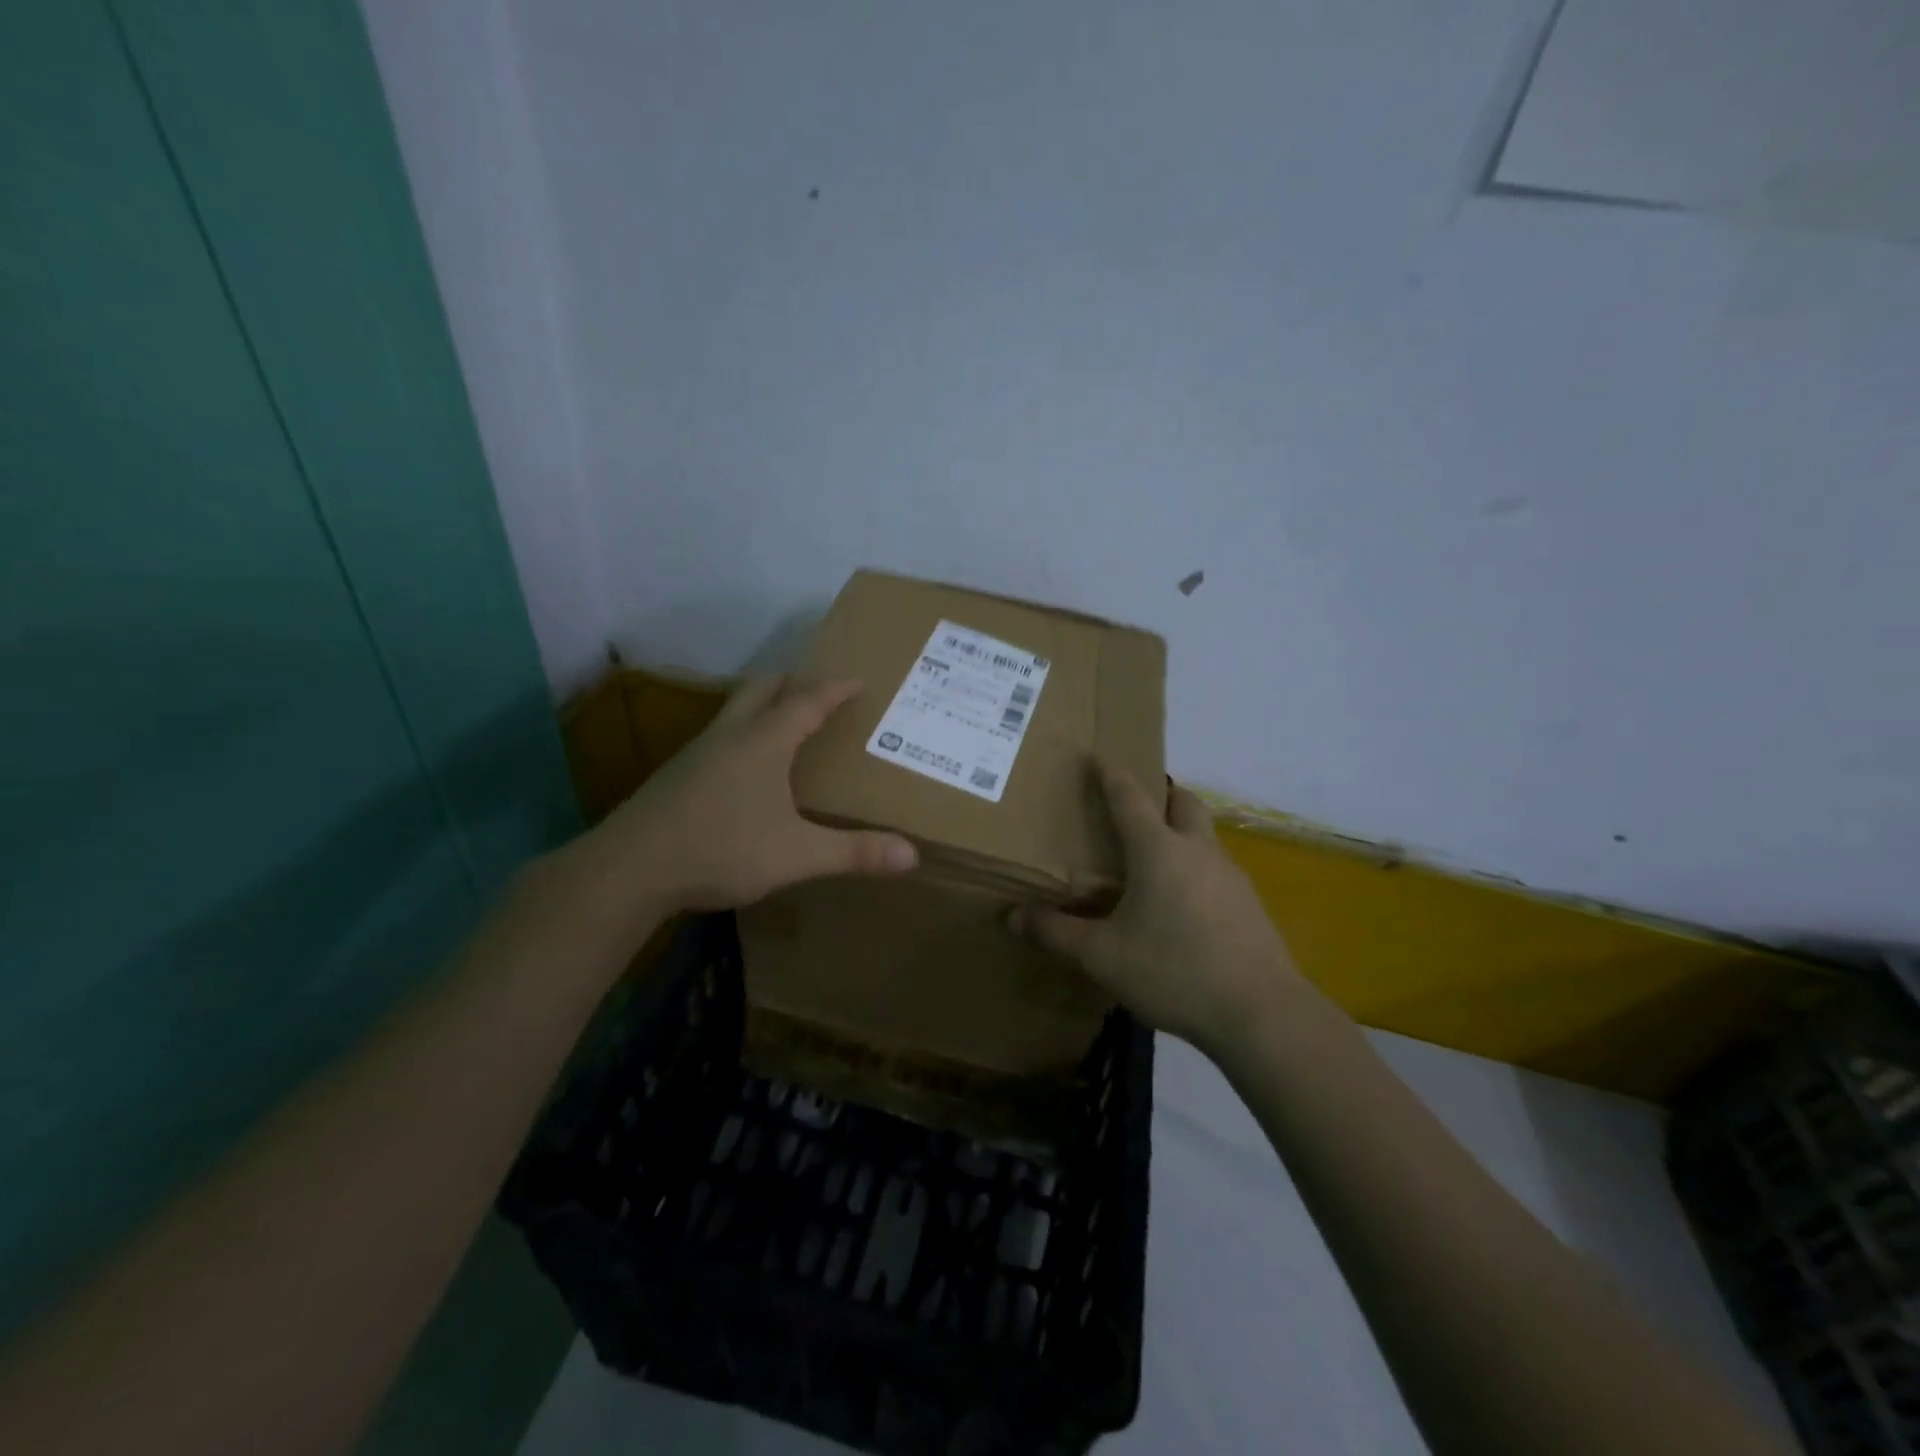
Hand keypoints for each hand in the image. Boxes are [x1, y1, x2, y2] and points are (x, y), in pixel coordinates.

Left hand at [584, 676, 917, 916]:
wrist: (628, 870)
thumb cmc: (721, 850)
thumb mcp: (797, 855)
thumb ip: (854, 852)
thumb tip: (913, 855)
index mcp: (764, 741)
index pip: (807, 701)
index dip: (836, 689)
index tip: (859, 680)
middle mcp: (730, 735)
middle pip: (763, 688)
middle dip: (794, 683)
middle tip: (821, 692)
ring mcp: (698, 752)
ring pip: (736, 710)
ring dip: (765, 705)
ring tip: (788, 724)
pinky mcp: (677, 775)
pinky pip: (720, 736)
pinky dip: (744, 733)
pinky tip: (747, 768)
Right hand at [1010, 760, 1303, 1056]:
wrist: (1260, 1012)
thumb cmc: (1173, 970)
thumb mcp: (1102, 956)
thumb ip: (1056, 933)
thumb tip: (1012, 916)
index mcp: (1158, 850)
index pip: (1130, 798)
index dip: (1111, 775)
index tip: (1099, 756)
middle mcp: (1198, 851)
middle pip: (1183, 803)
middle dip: (1161, 793)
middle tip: (1138, 803)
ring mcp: (1231, 876)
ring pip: (1204, 836)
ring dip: (1181, 831)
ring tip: (1155, 857)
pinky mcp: (1250, 905)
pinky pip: (1217, 869)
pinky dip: (1196, 867)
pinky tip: (1183, 904)